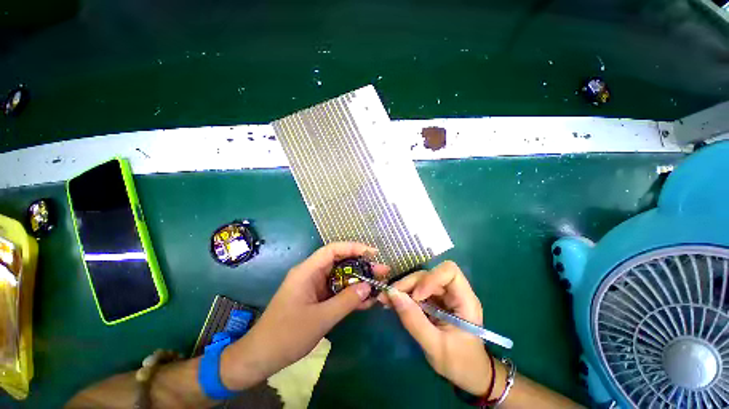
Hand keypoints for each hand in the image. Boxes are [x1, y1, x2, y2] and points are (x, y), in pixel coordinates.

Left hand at [221, 242, 388, 389]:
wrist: (261, 357)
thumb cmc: (287, 335)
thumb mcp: (320, 318)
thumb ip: (346, 301)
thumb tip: (369, 287)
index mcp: (307, 271)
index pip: (333, 250)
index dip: (354, 247)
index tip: (372, 253)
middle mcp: (312, 274)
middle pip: (340, 262)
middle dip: (361, 265)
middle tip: (381, 271)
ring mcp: (315, 286)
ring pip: (341, 277)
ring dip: (359, 281)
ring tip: (379, 284)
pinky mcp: (317, 297)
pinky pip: (337, 291)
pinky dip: (350, 294)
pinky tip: (366, 300)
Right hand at [377, 261, 491, 395]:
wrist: (468, 374)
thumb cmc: (460, 363)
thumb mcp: (436, 347)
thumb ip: (414, 321)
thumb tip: (393, 294)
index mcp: (464, 300)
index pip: (450, 272)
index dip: (431, 278)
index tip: (416, 296)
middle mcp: (453, 292)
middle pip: (429, 274)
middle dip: (409, 284)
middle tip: (389, 296)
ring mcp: (442, 296)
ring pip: (420, 281)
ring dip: (402, 288)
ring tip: (386, 299)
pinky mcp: (433, 301)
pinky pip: (416, 290)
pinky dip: (403, 295)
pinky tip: (391, 302)